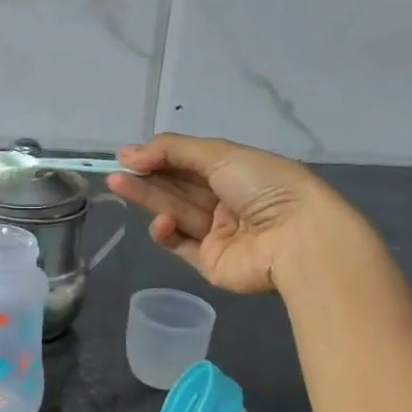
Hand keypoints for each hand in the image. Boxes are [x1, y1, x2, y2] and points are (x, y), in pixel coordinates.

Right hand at [106, 133, 346, 295]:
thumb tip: (128, 153)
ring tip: (118, 184)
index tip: (127, 155)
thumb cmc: (264, 186)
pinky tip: (160, 222)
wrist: (297, 239)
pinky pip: (180, 244)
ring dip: (148, 198)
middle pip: (177, 187)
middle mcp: (226, 200)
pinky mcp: (209, 261)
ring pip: (174, 211)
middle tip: (113, 172)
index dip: (158, 157)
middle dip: (146, 177)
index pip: (188, 162)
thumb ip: (172, 150)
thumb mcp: (220, 154)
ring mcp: (218, 232)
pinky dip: (166, 232)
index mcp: (236, 172)